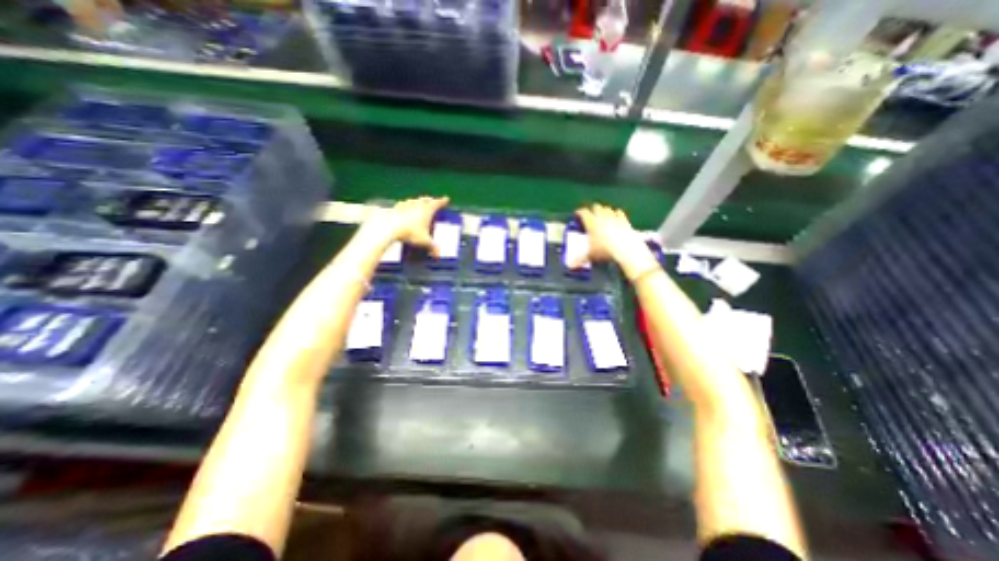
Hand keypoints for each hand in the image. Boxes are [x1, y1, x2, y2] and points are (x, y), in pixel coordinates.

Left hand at [372, 197, 451, 258]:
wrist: (390, 228)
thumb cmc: (410, 233)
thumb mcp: (424, 241)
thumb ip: (432, 247)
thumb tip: (438, 256)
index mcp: (427, 210)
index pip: (437, 203)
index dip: (442, 201)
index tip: (446, 199)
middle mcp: (417, 205)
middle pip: (425, 199)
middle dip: (429, 200)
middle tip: (432, 201)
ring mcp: (405, 205)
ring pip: (413, 200)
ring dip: (417, 201)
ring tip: (418, 203)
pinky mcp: (395, 209)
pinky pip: (402, 204)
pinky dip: (405, 205)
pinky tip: (403, 207)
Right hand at [574, 203, 660, 280]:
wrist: (626, 250)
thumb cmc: (605, 251)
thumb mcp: (590, 255)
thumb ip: (580, 259)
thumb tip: (571, 265)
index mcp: (591, 223)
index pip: (583, 212)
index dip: (579, 212)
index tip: (577, 214)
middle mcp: (602, 217)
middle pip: (596, 207)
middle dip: (592, 210)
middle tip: (590, 215)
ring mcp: (614, 217)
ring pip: (607, 208)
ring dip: (604, 210)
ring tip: (602, 216)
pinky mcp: (625, 221)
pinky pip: (619, 213)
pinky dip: (616, 214)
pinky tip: (616, 217)